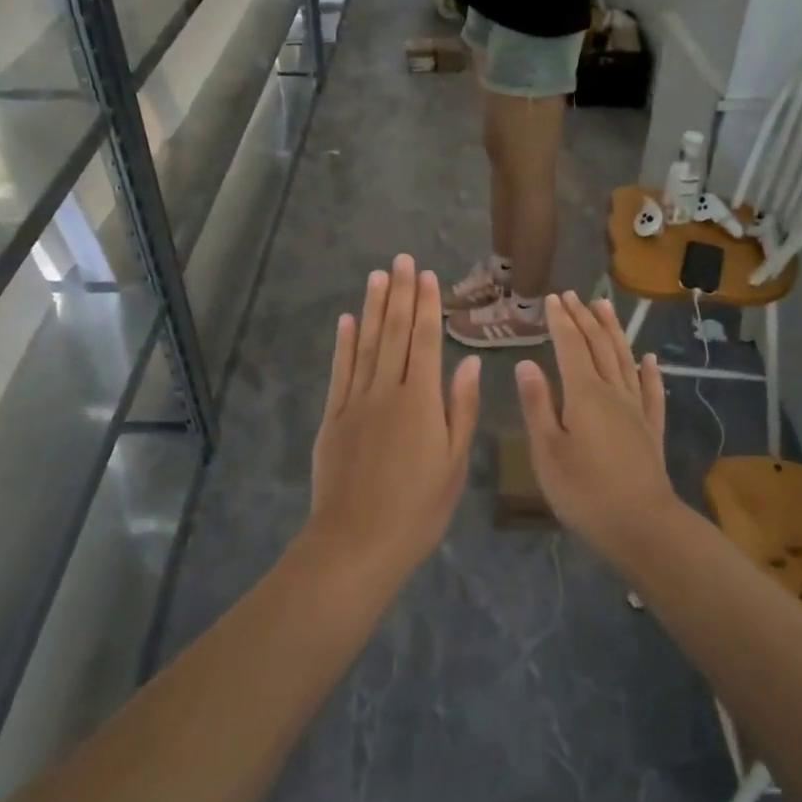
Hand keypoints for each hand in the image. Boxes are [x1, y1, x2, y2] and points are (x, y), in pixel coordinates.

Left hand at [308, 256, 481, 582]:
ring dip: (371, 308)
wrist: (357, 542)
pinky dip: (343, 344)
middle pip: (393, 333)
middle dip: (399, 294)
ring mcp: (355, 402)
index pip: (423, 340)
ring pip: (365, 345)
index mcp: (420, 400)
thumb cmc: (418, 507)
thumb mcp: (454, 462)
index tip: (426, 275)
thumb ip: (460, 407)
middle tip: (401, 260)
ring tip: (376, 276)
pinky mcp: (333, 418)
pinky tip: (346, 321)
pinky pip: (340, 372)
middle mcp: (386, 390)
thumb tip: (468, 361)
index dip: (425, 306)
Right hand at [515, 294, 674, 555]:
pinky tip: (649, 359)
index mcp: (583, 394)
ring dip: (614, 331)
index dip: (560, 321)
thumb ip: (537, 405)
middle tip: (573, 295)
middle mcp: (613, 392)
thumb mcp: (547, 451)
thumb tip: (526, 363)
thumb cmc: (584, 491)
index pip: (570, 346)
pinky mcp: (652, 430)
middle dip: (584, 318)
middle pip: (598, 346)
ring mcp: (636, 410)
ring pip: (625, 359)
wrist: (643, 526)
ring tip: (605, 307)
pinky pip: (651, 391)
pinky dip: (649, 371)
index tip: (552, 298)